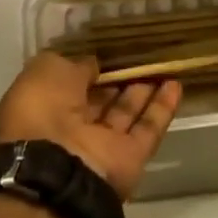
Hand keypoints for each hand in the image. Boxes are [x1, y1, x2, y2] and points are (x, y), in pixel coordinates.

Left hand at [0, 52, 181, 199]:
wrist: (54, 169)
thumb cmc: (41, 109)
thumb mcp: (48, 70)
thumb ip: (75, 65)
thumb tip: (93, 65)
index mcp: (45, 106)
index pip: (71, 82)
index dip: (88, 66)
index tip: (109, 48)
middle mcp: (72, 128)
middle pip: (101, 99)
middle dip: (118, 78)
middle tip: (140, 53)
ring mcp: (102, 146)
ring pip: (126, 112)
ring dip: (143, 89)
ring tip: (163, 62)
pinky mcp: (129, 160)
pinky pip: (148, 129)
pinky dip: (162, 108)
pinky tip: (176, 84)